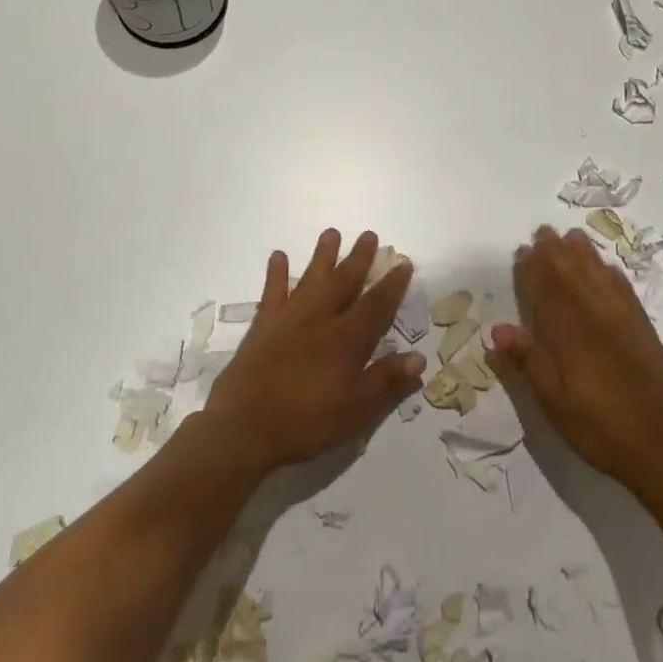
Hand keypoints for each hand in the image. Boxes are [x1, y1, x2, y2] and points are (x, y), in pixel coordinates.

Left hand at [200, 229, 424, 477]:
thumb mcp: (355, 411)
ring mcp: (288, 318)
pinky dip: (277, 273)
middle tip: (369, 235)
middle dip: (359, 259)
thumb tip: (419, 359)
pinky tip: (279, 256)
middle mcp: (320, 319)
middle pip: (344, 282)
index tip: (403, 263)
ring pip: (311, 278)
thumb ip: (386, 382)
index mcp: (346, 339)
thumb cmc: (305, 422)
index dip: (392, 285)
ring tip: (331, 233)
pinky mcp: (263, 325)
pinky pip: (272, 292)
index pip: (376, 305)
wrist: (243, 427)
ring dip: (323, 256)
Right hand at [487, 225, 662, 503]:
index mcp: (572, 336)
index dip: (534, 270)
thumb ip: (529, 362)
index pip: (548, 292)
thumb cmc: (599, 429)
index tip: (523, 251)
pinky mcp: (645, 332)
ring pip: (600, 278)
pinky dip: (612, 274)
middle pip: (574, 277)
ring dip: (584, 256)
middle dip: (556, 253)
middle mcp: (598, 320)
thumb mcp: (554, 403)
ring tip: (571, 237)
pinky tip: (607, 268)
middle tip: (543, 232)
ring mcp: (625, 323)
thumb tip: (498, 328)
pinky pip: (626, 292)